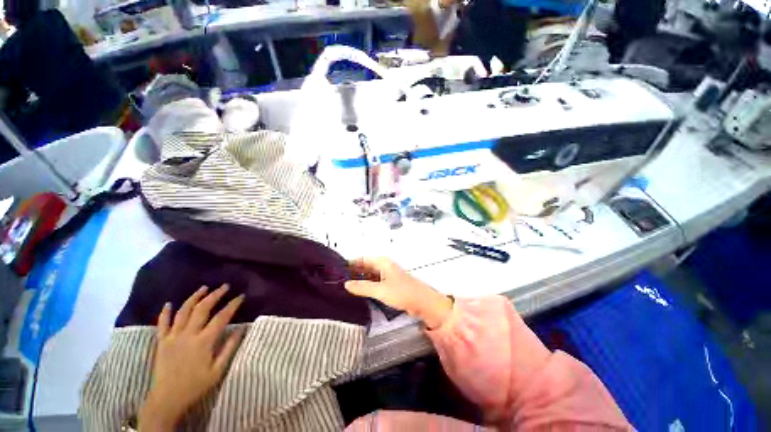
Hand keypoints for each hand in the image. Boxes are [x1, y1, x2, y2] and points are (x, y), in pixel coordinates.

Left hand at [139, 285, 244, 430]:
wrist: (167, 399)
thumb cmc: (196, 385)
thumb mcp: (218, 370)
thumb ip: (230, 348)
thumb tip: (242, 328)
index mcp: (204, 341)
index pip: (221, 317)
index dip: (232, 305)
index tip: (241, 296)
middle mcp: (188, 334)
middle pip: (202, 309)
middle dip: (215, 295)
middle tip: (225, 286)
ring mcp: (172, 337)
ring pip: (183, 311)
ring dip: (194, 297)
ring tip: (204, 288)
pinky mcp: (161, 342)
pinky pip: (162, 324)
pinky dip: (165, 312)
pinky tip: (169, 304)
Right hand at [345, 258, 452, 328]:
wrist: (423, 303)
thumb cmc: (402, 293)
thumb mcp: (380, 290)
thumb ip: (363, 287)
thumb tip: (346, 284)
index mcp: (383, 262)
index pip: (363, 259)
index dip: (351, 263)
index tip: (337, 269)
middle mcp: (384, 266)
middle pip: (366, 266)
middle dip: (354, 272)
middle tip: (338, 279)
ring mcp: (388, 275)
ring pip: (370, 275)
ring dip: (360, 279)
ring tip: (345, 286)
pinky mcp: (390, 284)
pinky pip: (375, 282)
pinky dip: (367, 285)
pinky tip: (360, 291)